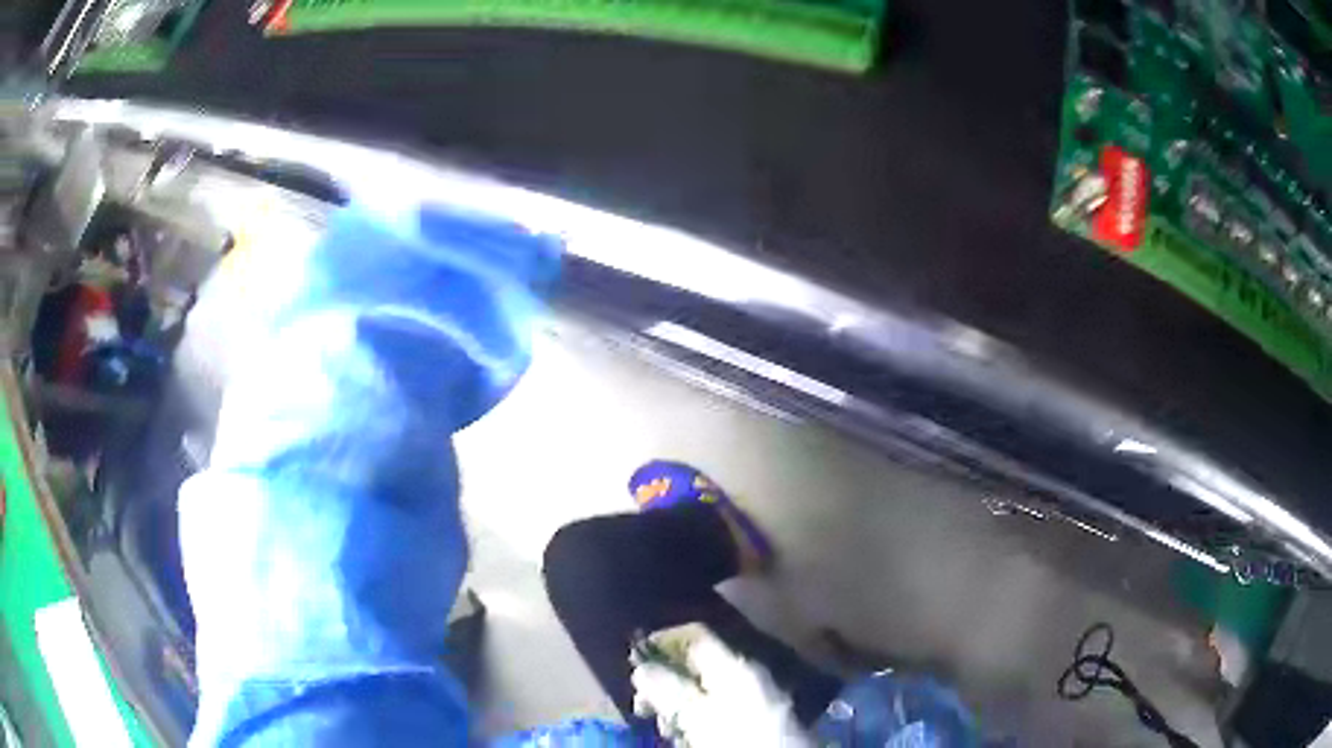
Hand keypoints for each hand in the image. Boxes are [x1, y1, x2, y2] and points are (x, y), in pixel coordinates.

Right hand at [631, 629, 812, 747]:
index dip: (663, 643)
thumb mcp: (697, 715)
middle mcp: (748, 674)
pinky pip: (720, 710)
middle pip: (698, 667)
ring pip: (707, 692)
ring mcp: (756, 697)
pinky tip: (687, 735)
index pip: (696, 637)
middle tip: (642, 706)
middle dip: (666, 683)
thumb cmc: (738, 736)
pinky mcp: (759, 719)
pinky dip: (698, 719)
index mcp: (736, 665)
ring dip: (679, 706)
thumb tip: (640, 668)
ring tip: (665, 727)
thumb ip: (669, 689)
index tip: (634, 659)